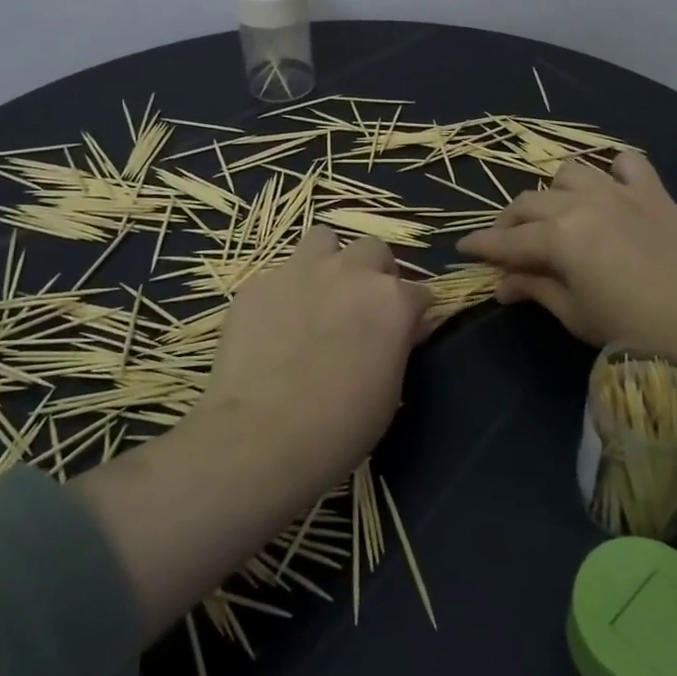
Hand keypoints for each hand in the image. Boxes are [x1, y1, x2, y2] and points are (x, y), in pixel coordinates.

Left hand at [188, 227, 430, 493]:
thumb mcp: (391, 390)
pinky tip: (273, 324)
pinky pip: (278, 274)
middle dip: (373, 273)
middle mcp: (350, 272)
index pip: (418, 292)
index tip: (404, 334)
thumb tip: (402, 330)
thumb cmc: (340, 426)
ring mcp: (300, 271)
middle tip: (361, 308)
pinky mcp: (258, 284)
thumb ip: (398, 345)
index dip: (412, 314)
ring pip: (323, 239)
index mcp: (391, 299)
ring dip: (328, 262)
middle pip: (374, 249)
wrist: (262, 436)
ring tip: (318, 296)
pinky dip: (284, 293)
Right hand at [457, 152, 676, 478]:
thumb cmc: (640, 332)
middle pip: (529, 203)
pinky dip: (611, 171)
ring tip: (555, 217)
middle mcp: (582, 204)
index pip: (506, 240)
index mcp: (559, 238)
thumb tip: (501, 283)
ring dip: (553, 193)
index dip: (480, 246)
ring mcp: (618, 192)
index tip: (462, 249)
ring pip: (568, 172)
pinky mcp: (652, 192)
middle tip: (506, 246)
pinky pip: (626, 162)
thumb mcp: (578, 317)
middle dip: (509, 223)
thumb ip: (537, 290)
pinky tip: (610, 189)